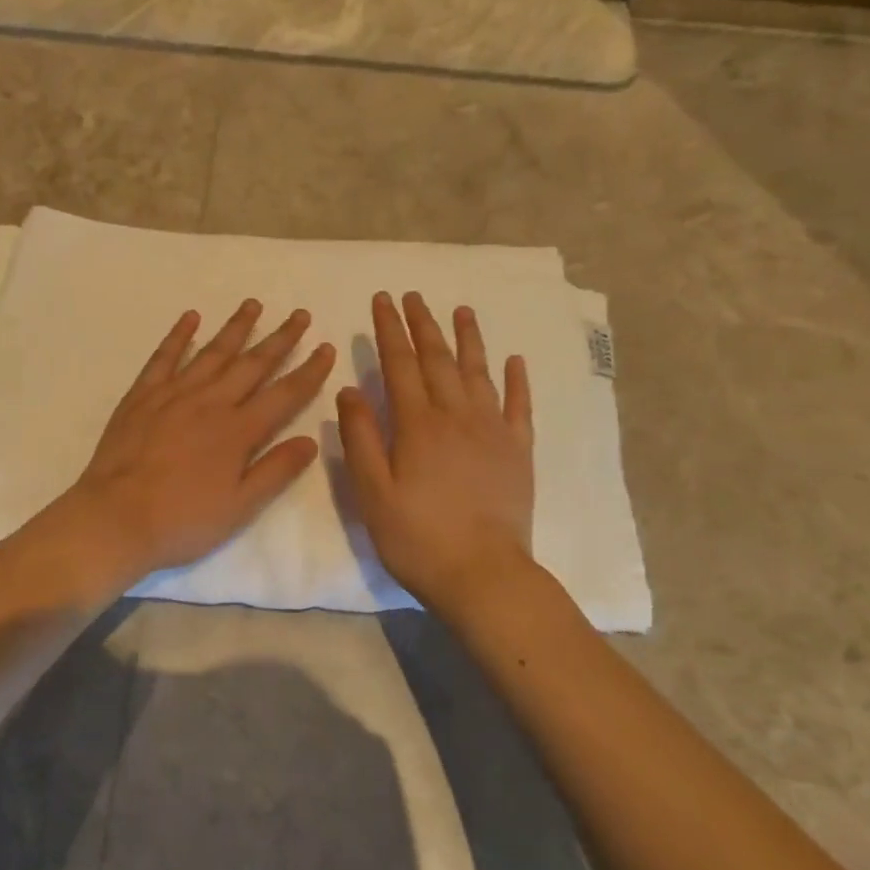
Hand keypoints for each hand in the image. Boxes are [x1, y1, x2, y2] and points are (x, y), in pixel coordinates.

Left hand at [42, 299, 335, 599]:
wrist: (115, 518)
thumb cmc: (182, 520)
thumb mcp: (239, 507)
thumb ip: (276, 470)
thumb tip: (311, 439)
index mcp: (238, 431)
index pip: (284, 394)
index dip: (309, 371)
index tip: (326, 348)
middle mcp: (210, 402)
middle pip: (252, 364)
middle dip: (280, 338)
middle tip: (300, 314)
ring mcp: (173, 394)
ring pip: (212, 352)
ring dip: (236, 327)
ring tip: (253, 304)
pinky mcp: (142, 395)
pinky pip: (164, 357)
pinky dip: (178, 335)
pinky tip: (191, 317)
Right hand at [336, 292, 535, 610]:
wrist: (482, 574)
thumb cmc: (416, 536)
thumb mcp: (372, 491)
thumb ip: (360, 437)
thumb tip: (350, 388)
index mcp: (417, 424)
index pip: (399, 364)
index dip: (390, 330)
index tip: (383, 300)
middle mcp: (456, 416)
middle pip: (438, 359)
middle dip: (423, 325)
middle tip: (413, 296)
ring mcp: (492, 431)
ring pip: (479, 372)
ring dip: (469, 339)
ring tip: (461, 310)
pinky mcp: (517, 451)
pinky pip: (518, 406)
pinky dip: (517, 380)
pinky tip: (514, 360)